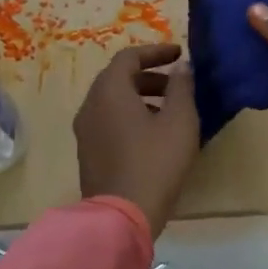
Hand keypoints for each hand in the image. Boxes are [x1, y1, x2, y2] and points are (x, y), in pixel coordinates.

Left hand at [74, 43, 199, 237]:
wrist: (122, 216)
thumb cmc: (155, 162)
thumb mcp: (179, 121)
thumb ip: (182, 88)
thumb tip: (181, 67)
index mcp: (109, 91)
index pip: (129, 57)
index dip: (156, 52)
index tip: (180, 55)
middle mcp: (90, 105)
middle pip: (118, 78)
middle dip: (149, 75)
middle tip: (177, 85)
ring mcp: (85, 131)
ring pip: (112, 101)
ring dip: (140, 96)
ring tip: (170, 111)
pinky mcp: (88, 153)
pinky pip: (108, 121)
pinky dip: (130, 116)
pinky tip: (153, 135)